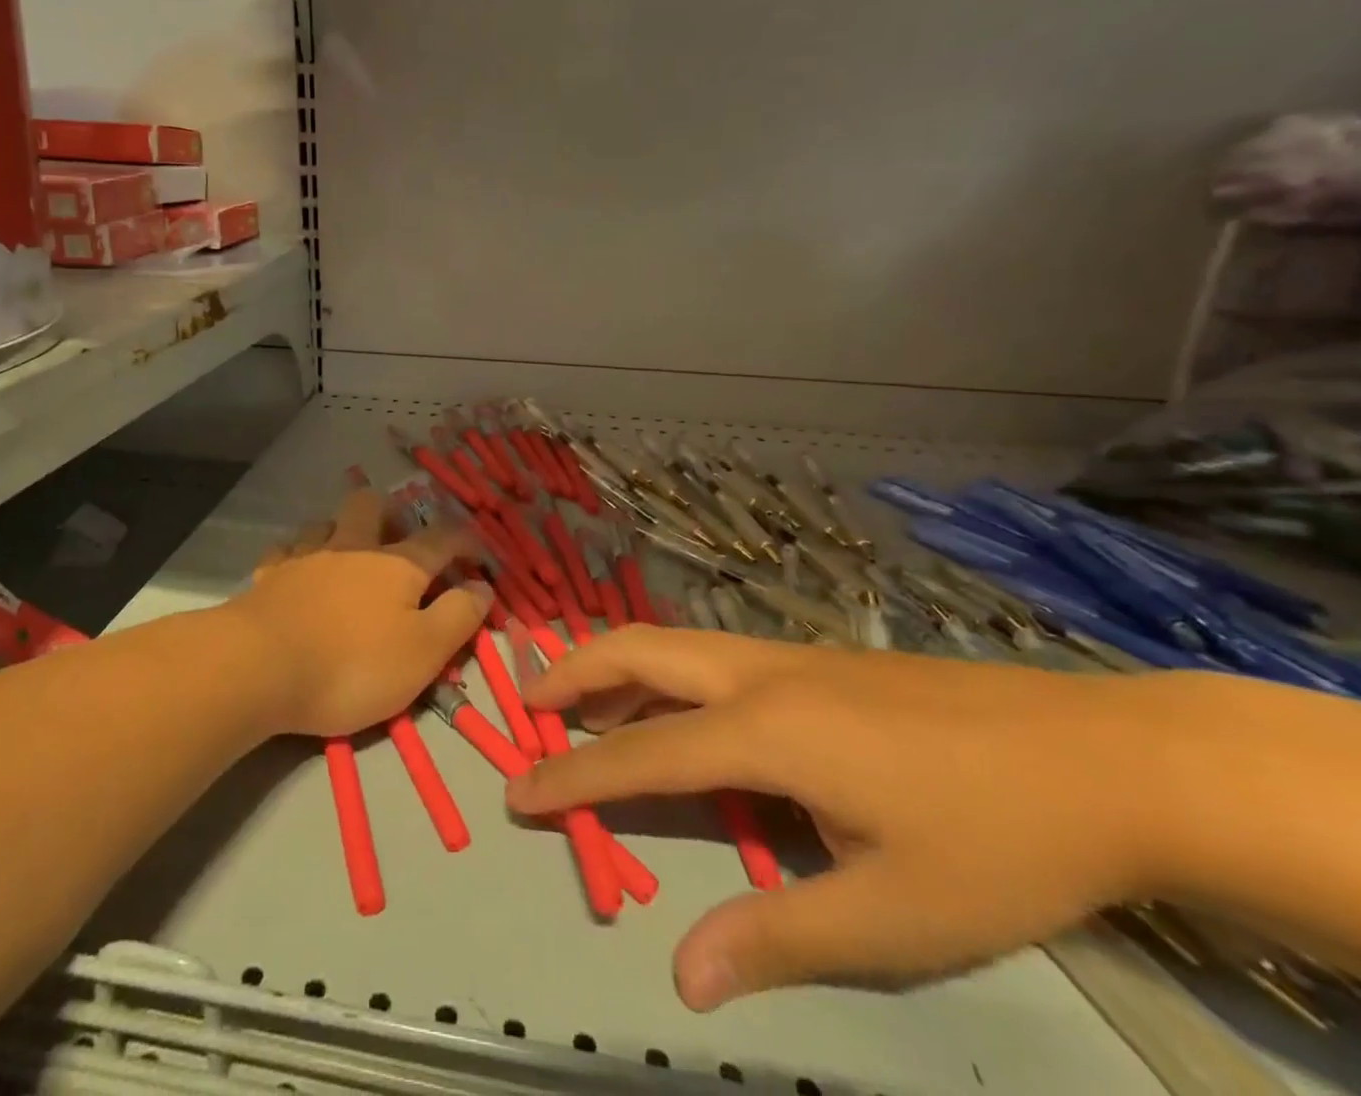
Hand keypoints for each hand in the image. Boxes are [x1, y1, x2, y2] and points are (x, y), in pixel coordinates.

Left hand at [233, 489, 490, 738]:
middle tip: (400, 541)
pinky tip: (300, 570)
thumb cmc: (352, 665)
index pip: (442, 538)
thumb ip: (458, 616)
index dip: (466, 540)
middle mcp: (352, 546)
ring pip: (327, 521)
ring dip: (342, 530)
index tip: (478, 551)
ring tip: (349, 554)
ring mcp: (306, 556)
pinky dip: (299, 555)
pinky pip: (286, 549)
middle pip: (373, 505)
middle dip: (391, 513)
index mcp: (397, 564)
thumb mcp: (423, 653)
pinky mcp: (269, 575)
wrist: (259, 667)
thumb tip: (482, 585)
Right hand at [504, 627, 1202, 1008]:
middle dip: (573, 673)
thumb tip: (683, 975)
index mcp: (763, 729)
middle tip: (529, 705)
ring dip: (615, 664)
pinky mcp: (815, 658)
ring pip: (671, 642)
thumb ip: (779, 936)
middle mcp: (756, 674)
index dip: (573, 776)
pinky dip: (663, 670)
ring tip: (581, 700)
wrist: (1100, 756)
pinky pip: (709, 653)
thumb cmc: (993, 840)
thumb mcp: (893, 914)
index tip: (518, 790)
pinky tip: (678, 705)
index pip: (641, 754)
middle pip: (638, 652)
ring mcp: (787, 656)